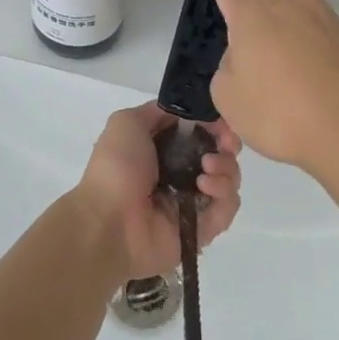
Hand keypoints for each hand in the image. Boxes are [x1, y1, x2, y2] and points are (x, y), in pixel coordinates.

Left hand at [76, 103, 241, 279]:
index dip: (214, 124)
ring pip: (229, 180)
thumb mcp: (127, 123)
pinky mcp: (203, 228)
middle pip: (221, 154)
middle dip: (228, 145)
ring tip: (206, 169)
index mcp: (164, 150)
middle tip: (225, 144)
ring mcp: (193, 202)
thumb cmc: (116, 168)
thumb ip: (158, 111)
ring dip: (226, 168)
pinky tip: (204, 187)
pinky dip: (223, 194)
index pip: (201, 132)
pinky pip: (227, 208)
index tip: (220, 122)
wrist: (109, 222)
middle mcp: (181, 174)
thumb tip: (186, 113)